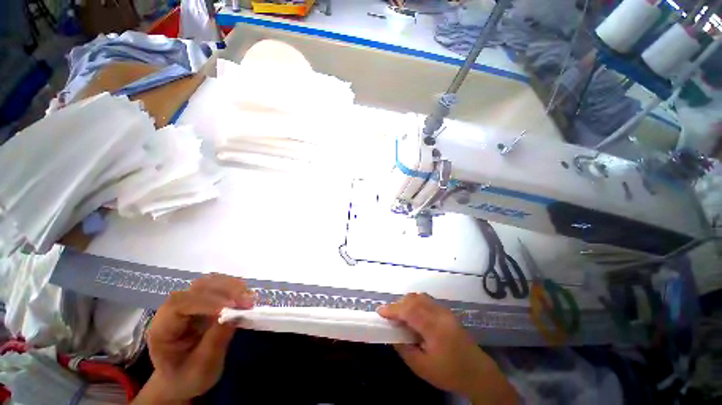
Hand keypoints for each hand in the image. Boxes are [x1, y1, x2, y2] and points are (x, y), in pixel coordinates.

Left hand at [134, 275, 253, 403]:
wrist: (183, 379)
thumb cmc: (188, 378)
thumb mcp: (201, 368)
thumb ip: (215, 342)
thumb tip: (233, 315)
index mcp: (162, 329)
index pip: (179, 305)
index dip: (205, 302)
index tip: (230, 307)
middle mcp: (173, 310)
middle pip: (197, 288)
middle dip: (224, 291)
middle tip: (247, 302)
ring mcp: (189, 303)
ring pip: (210, 282)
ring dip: (232, 287)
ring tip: (249, 299)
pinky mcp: (203, 301)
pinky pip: (219, 286)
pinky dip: (234, 288)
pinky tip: (245, 296)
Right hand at [378, 293, 517, 404]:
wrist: (477, 373)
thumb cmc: (449, 373)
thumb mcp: (422, 367)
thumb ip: (404, 349)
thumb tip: (392, 334)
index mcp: (435, 328)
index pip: (410, 310)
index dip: (393, 309)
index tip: (380, 312)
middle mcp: (440, 314)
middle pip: (414, 299)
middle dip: (398, 305)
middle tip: (389, 316)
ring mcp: (444, 311)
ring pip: (420, 297)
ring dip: (407, 302)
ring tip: (400, 315)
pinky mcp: (446, 312)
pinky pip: (427, 300)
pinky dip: (415, 303)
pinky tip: (413, 315)